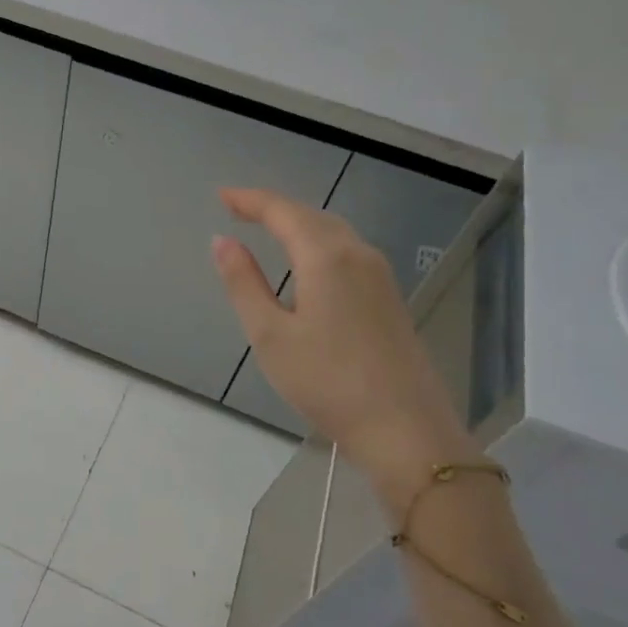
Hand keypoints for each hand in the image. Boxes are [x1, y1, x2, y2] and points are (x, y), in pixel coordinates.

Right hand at [211, 187, 475, 501]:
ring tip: (268, 228)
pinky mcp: (390, 299)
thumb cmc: (327, 382)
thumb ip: (244, 283)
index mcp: (326, 257)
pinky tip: (308, 263)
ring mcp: (380, 277)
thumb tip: (222, 240)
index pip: (283, 211)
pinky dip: (319, 243)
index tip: (221, 196)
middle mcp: (358, 255)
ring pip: (334, 233)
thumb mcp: (270, 335)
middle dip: (274, 207)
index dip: (250, 200)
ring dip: (299, 223)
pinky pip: (348, 252)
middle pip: (312, 216)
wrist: (406, 430)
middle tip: (238, 208)